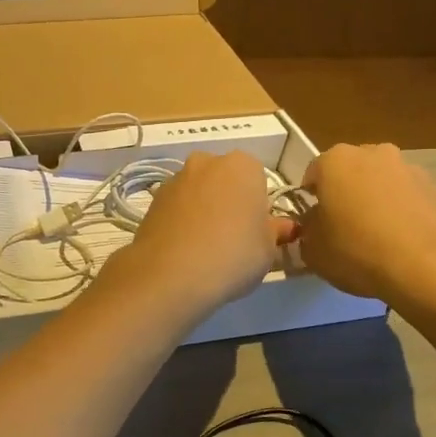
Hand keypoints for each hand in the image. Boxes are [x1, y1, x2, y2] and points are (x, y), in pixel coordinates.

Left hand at [104, 152, 296, 319]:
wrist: (171, 274)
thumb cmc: (233, 255)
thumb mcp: (268, 249)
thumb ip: (275, 232)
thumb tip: (283, 227)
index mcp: (242, 165)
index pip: (257, 179)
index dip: (258, 206)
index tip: (255, 230)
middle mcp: (206, 162)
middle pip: (224, 180)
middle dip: (228, 201)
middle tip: (232, 237)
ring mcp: (175, 179)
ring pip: (197, 192)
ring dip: (203, 209)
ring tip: (205, 246)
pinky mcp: (152, 201)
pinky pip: (176, 207)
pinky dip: (181, 221)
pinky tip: (183, 249)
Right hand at [297, 144, 435, 308]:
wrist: (429, 269)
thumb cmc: (358, 252)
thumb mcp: (313, 251)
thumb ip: (308, 230)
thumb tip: (316, 224)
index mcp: (336, 161)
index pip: (313, 174)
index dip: (310, 200)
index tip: (314, 223)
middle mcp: (374, 154)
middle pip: (351, 172)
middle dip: (346, 193)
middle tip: (345, 227)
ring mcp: (410, 169)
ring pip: (383, 182)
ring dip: (377, 201)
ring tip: (378, 238)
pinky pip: (410, 198)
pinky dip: (404, 213)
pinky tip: (404, 243)